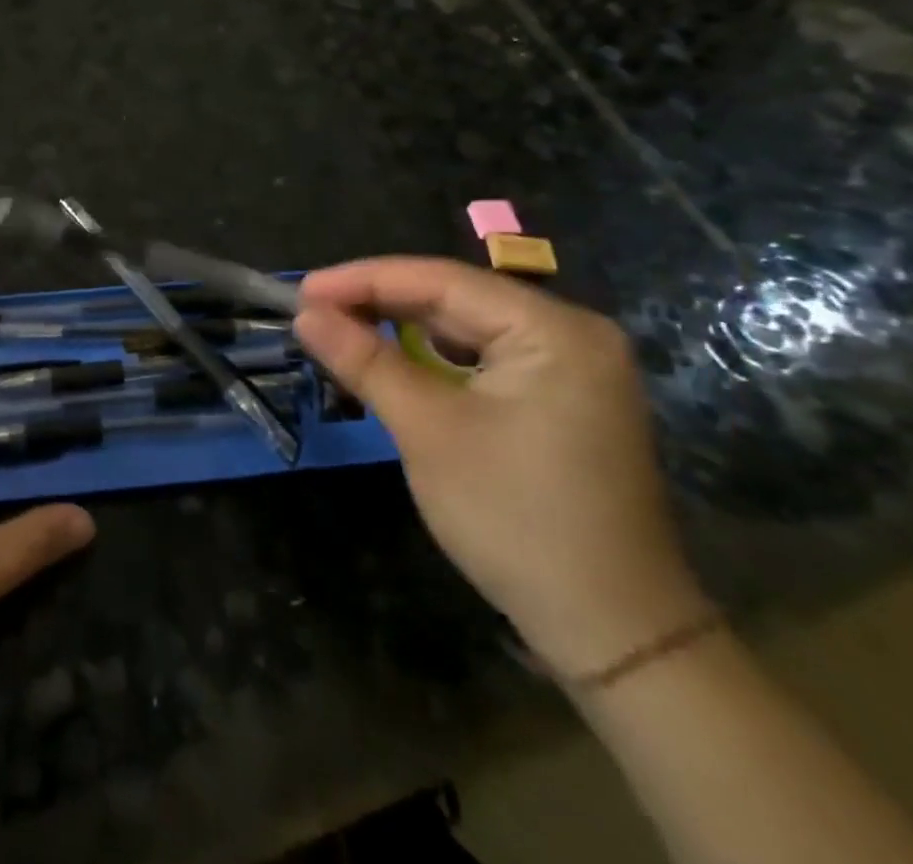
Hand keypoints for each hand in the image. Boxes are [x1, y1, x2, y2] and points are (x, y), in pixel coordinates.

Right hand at [293, 258, 707, 679]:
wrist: (613, 632)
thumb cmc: (515, 519)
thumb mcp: (427, 430)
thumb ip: (364, 360)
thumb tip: (304, 313)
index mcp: (553, 330)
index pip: (440, 280)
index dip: (362, 280)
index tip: (299, 291)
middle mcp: (571, 333)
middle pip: (454, 299)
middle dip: (378, 302)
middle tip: (310, 312)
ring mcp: (572, 368)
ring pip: (465, 328)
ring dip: (400, 329)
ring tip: (338, 330)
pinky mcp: (562, 399)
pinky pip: (483, 358)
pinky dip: (432, 357)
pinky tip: (391, 360)